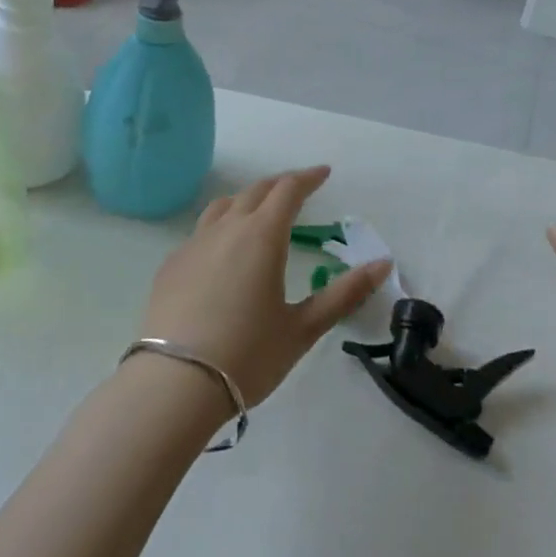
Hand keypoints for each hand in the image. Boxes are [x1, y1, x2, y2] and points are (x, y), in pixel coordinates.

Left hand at [139, 166, 390, 408]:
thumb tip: (384, 264)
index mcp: (262, 235)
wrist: (174, 383)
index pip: (288, 190)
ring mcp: (193, 244)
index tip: (323, 173)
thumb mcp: (303, 328)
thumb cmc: (248, 355)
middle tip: (297, 189)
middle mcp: (226, 228)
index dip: (308, 178)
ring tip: (259, 211)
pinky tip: (222, 253)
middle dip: (280, 185)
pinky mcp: (171, 265)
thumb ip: (344, 293)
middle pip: (255, 191)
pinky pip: (201, 232)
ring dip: (247, 200)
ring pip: (223, 206)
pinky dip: (220, 228)